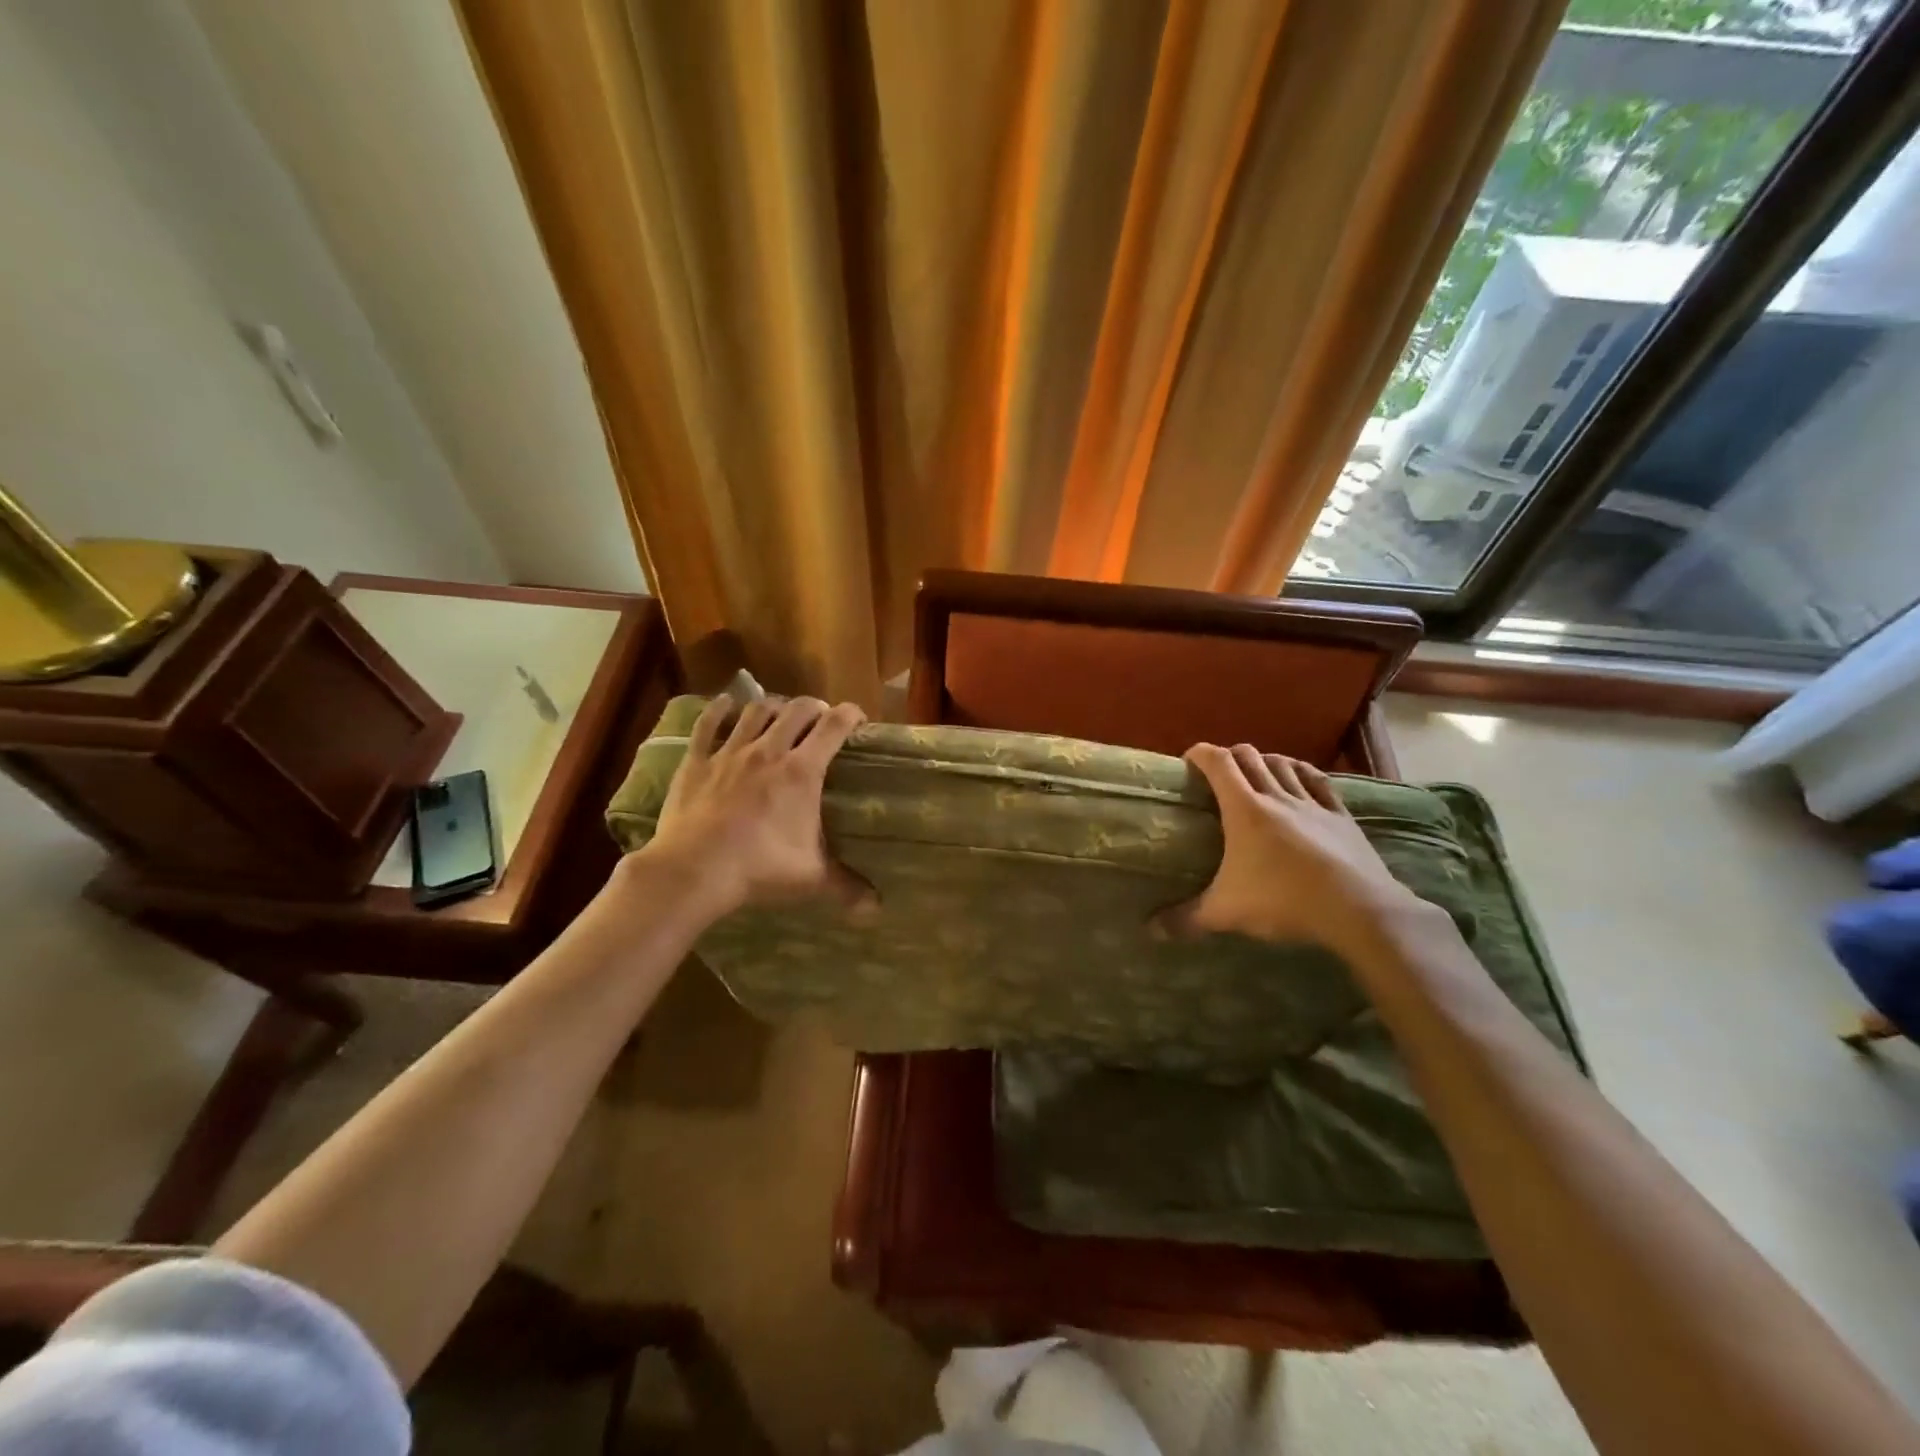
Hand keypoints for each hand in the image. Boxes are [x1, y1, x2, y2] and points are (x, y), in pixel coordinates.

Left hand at [637, 695, 871, 920]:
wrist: (694, 870)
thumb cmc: (759, 869)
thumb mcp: (810, 879)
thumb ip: (846, 888)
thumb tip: (876, 908)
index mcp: (801, 772)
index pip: (834, 727)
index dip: (850, 715)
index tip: (858, 718)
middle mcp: (769, 751)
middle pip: (797, 710)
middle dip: (814, 707)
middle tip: (820, 718)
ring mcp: (730, 753)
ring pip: (756, 711)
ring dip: (773, 706)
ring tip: (780, 713)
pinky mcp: (697, 761)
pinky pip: (708, 724)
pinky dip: (719, 710)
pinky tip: (726, 703)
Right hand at [1159, 743, 1426, 957]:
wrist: (1358, 910)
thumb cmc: (1284, 901)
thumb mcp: (1226, 913)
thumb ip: (1186, 919)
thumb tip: (1150, 931)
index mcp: (1245, 809)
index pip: (1219, 763)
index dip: (1201, 754)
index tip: (1189, 759)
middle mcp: (1277, 796)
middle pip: (1250, 757)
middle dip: (1230, 755)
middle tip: (1219, 771)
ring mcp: (1313, 804)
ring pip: (1284, 764)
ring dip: (1265, 760)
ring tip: (1256, 771)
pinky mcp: (1341, 816)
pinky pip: (1319, 782)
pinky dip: (1302, 773)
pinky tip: (1299, 777)